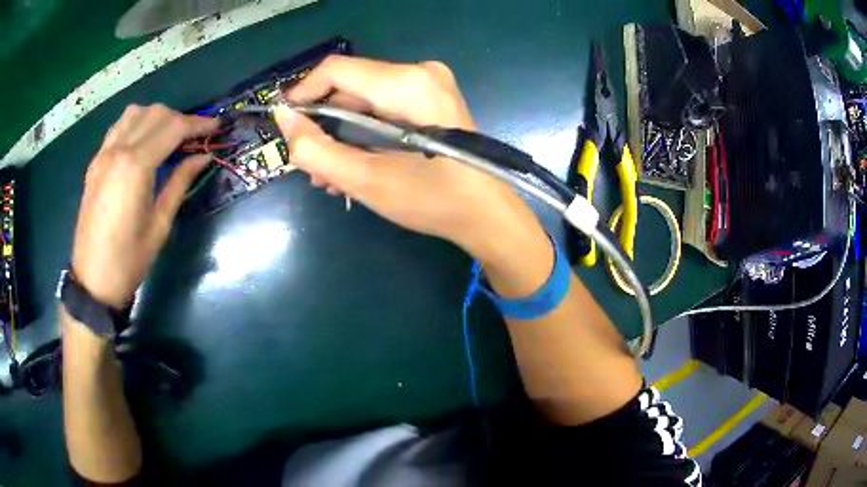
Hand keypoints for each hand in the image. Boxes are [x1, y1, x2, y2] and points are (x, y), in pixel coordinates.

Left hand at [71, 104, 217, 308]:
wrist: (93, 281)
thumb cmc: (130, 260)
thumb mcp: (160, 224)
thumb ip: (180, 182)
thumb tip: (203, 156)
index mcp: (135, 166)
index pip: (173, 127)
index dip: (198, 124)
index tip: (216, 127)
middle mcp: (118, 150)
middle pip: (155, 113)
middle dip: (180, 119)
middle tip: (194, 137)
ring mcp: (103, 154)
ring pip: (135, 113)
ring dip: (156, 117)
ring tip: (168, 136)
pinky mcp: (95, 162)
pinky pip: (118, 127)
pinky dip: (136, 124)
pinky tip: (143, 142)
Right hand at [276, 56, 545, 262]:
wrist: (487, 215)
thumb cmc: (432, 200)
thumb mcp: (364, 179)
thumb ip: (314, 148)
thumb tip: (284, 118)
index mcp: (407, 83)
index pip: (335, 70)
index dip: (303, 94)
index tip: (287, 126)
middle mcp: (420, 72)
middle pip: (350, 87)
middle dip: (324, 126)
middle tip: (312, 167)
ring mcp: (429, 84)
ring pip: (364, 100)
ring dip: (341, 135)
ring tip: (330, 177)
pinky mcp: (432, 99)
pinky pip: (383, 107)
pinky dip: (364, 133)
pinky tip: (355, 165)